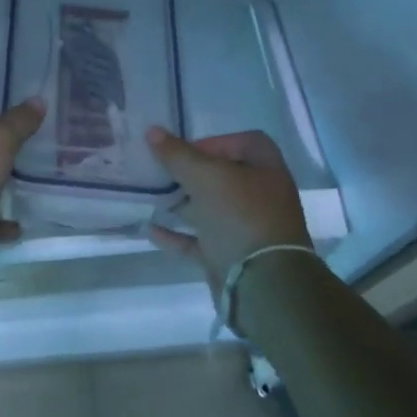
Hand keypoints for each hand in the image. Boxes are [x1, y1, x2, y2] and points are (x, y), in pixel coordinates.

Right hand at [145, 127, 312, 296]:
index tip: (185, 149)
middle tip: (162, 171)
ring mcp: (246, 229)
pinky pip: (199, 241)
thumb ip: (176, 154)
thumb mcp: (205, 176)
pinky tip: (150, 229)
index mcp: (266, 170)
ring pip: (210, 209)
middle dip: (191, 173)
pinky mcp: (230, 256)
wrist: (262, 284)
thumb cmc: (240, 215)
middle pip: (224, 176)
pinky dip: (176, 236)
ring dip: (182, 204)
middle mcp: (260, 197)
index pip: (244, 143)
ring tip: (152, 196)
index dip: (215, 141)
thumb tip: (152, 131)